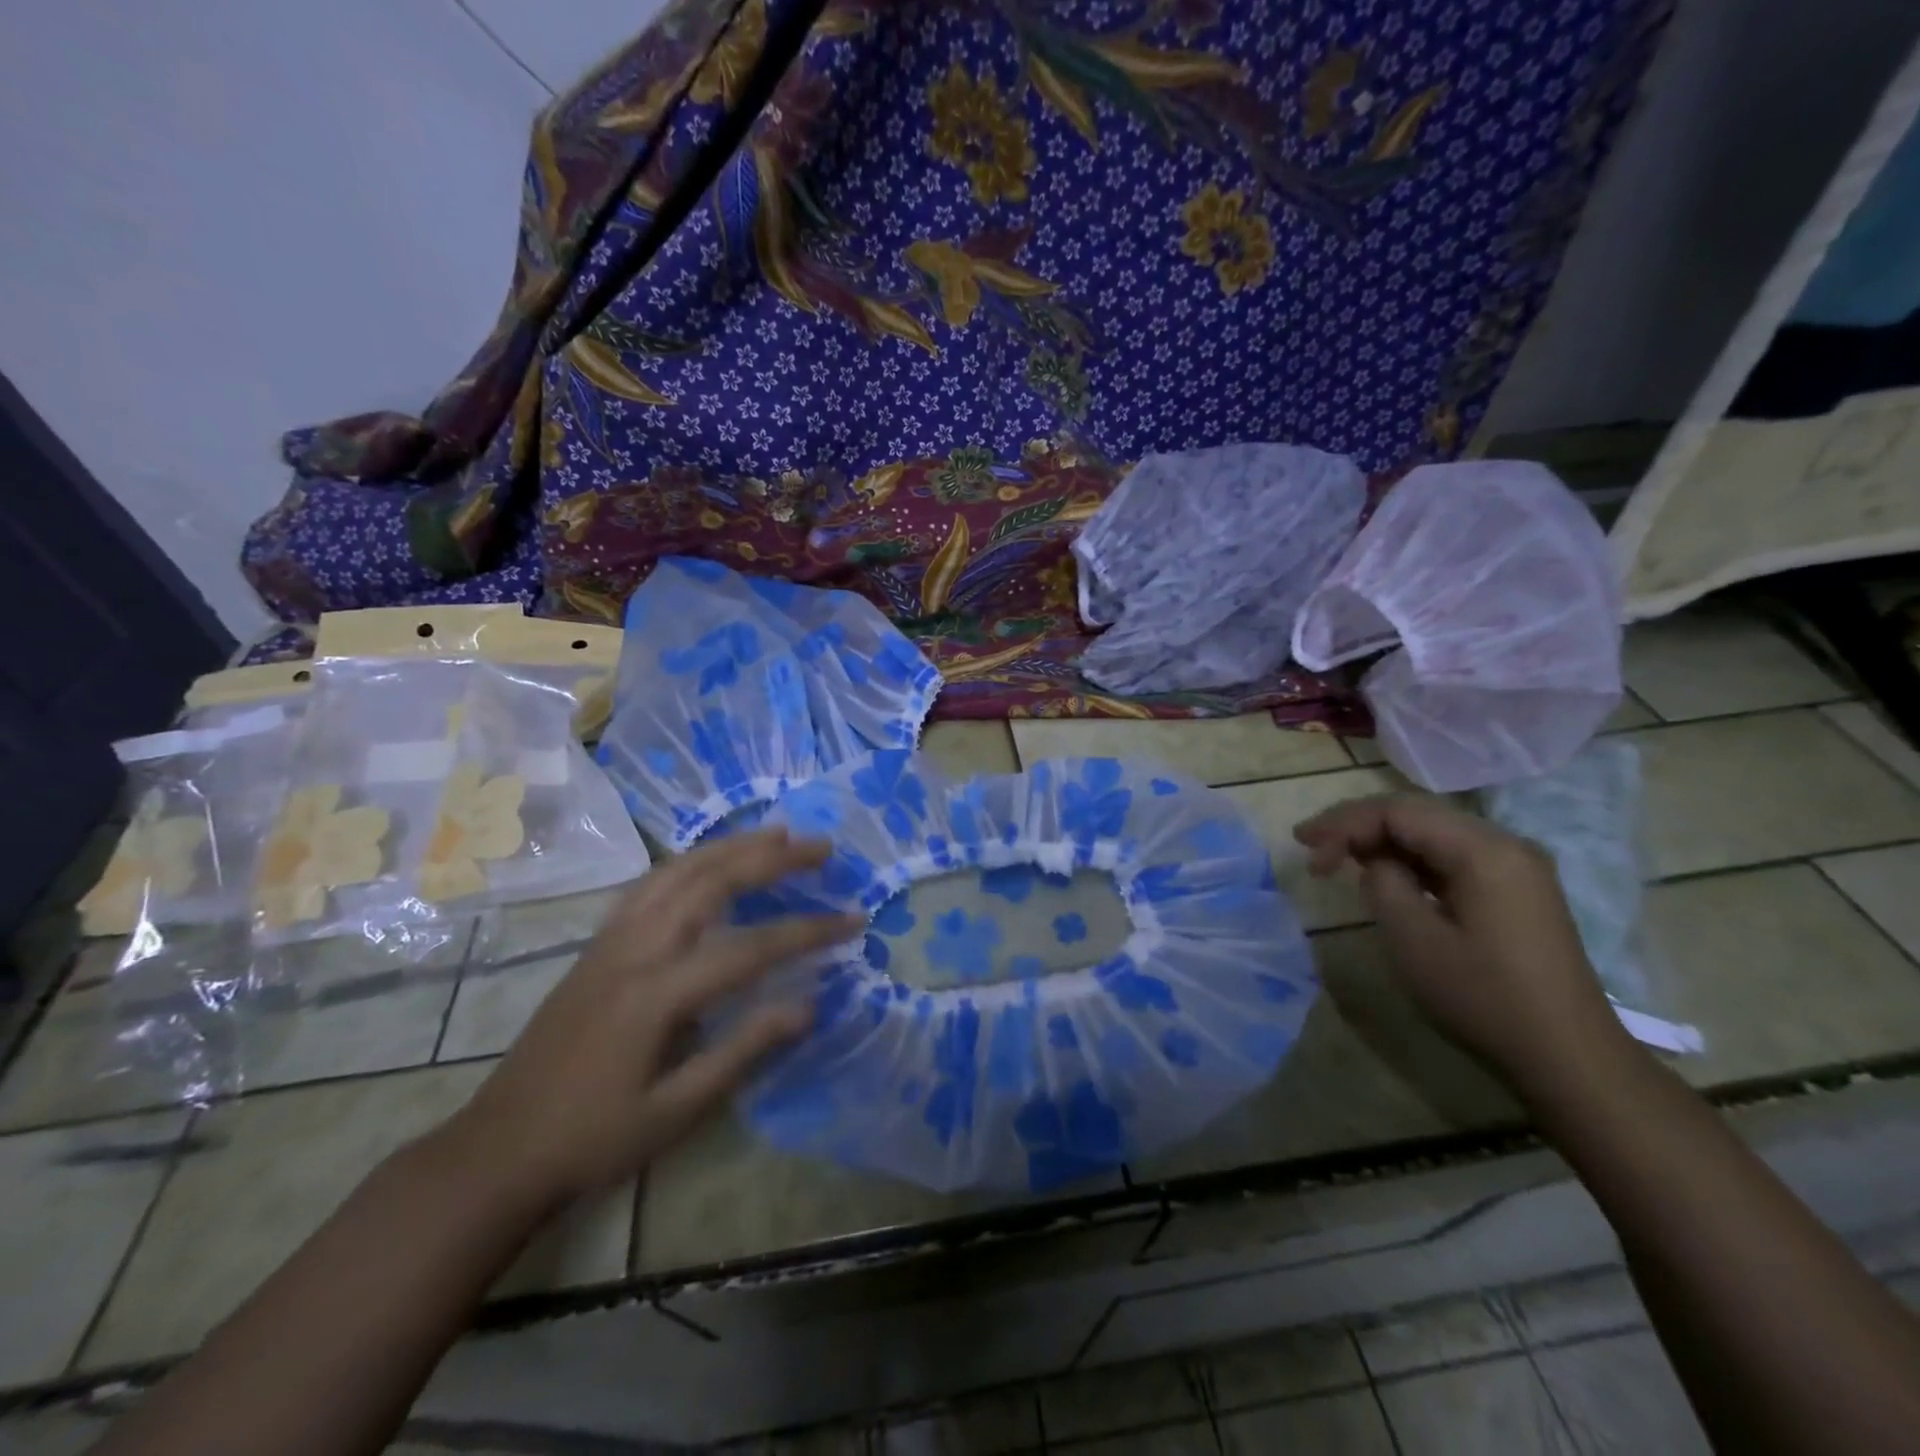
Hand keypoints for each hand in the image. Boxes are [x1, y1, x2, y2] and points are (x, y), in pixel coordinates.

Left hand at [439, 829, 857, 1208]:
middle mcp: (635, 949)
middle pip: (713, 882)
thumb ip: (745, 1050)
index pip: (751, 947)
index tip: (853, 919)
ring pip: (678, 870)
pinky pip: (650, 883)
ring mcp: (611, 940)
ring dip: (731, 846)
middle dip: (773, 858)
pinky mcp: (596, 944)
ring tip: (776, 834)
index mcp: (657, 994)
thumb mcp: (676, 1111)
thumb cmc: (593, 1140)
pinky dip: (690, 861)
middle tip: (821, 847)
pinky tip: (709, 860)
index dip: (808, 931)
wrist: (498, 1150)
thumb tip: (809, 1005)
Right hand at [1293, 794, 1631, 1098]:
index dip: (1343, 823)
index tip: (1304, 848)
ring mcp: (1514, 868)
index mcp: (1483, 849)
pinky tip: (1383, 875)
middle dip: (1357, 825)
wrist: (1569, 1058)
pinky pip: (1450, 857)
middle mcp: (1504, 844)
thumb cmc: (1484, 997)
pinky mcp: (1515, 892)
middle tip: (1310, 845)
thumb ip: (1383, 883)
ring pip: (1431, 834)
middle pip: (1415, 814)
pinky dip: (1409, 860)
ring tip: (1335, 858)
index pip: (1397, 811)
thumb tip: (1376, 863)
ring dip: (1381, 841)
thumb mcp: (1414, 939)